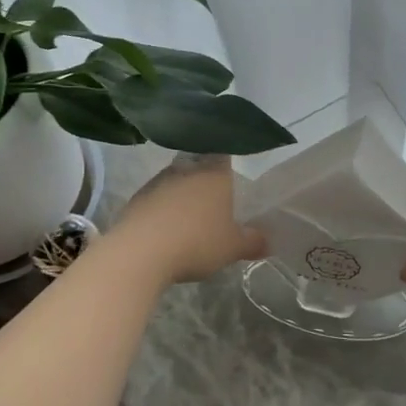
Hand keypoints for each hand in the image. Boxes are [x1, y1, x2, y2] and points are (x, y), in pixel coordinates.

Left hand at [106, 155, 267, 285]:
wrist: (140, 252)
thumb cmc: (196, 242)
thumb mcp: (232, 248)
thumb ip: (252, 242)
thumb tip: (268, 241)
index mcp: (214, 173)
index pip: (224, 153)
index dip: (228, 159)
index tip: (233, 170)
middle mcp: (186, 169)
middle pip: (198, 165)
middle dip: (205, 178)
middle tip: (215, 196)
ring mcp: (158, 181)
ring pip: (176, 180)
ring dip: (182, 193)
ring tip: (189, 215)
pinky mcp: (136, 198)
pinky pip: (156, 198)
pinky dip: (162, 208)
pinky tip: (167, 228)